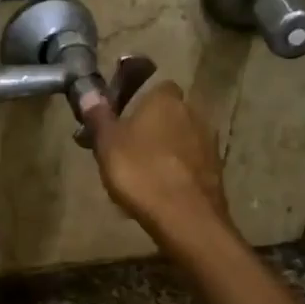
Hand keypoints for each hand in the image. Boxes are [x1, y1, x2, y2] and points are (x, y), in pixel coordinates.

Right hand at [81, 80, 231, 240]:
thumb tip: (88, 92)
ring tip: (141, 175)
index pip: (155, 87)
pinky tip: (160, 191)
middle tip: (127, 151)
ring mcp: (208, 142)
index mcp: (165, 99)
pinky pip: (189, 164)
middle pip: (168, 114)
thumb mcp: (107, 144)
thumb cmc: (140, 171)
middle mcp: (192, 112)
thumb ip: (98, 116)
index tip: (121, 120)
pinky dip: (176, 171)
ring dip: (164, 151)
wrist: (185, 216)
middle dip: (151, 128)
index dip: (138, 101)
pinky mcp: (216, 170)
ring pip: (179, 140)